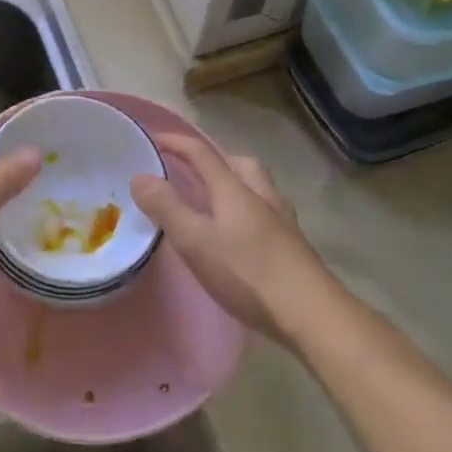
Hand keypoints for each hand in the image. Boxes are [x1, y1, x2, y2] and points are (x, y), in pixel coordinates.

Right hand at [130, 134, 329, 344]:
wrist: (311, 313)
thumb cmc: (248, 273)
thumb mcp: (196, 241)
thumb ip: (166, 207)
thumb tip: (140, 176)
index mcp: (234, 188)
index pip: (202, 153)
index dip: (177, 142)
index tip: (155, 138)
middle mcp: (260, 194)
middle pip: (238, 163)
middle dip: (214, 159)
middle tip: (193, 171)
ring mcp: (282, 219)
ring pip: (257, 186)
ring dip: (235, 183)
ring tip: (216, 202)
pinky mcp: (294, 244)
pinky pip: (266, 210)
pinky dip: (249, 209)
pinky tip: (242, 234)